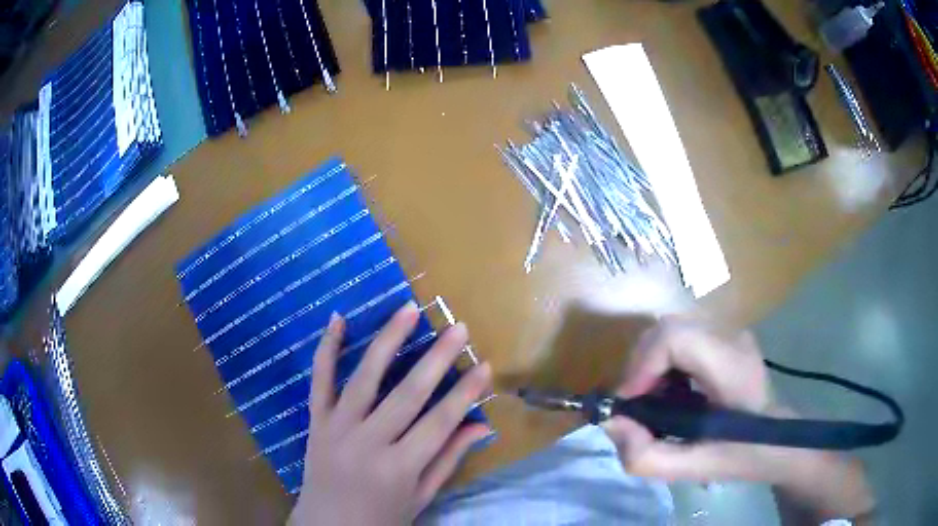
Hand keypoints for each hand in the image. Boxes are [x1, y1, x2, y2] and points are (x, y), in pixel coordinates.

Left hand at [288, 303, 493, 525]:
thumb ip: (448, 460)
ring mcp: (337, 428)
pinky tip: (339, 319)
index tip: (485, 366)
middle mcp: (368, 443)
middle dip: (437, 359)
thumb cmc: (380, 518)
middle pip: (407, 394)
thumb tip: (481, 425)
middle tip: (458, 328)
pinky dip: (327, 348)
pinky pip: (319, 380)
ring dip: (388, 340)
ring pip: (365, 378)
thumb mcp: (421, 496)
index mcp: (399, 468)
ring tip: (409, 310)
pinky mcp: (316, 421)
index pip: (439, 423)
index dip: (465, 394)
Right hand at [603, 317, 874, 521]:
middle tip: (642, 421)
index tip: (628, 406)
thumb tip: (615, 430)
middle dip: (643, 377)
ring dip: (656, 385)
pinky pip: (683, 359)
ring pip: (673, 346)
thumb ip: (661, 455)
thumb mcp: (716, 464)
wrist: (805, 446)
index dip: (641, 364)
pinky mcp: (729, 356)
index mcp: (736, 363)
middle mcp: (733, 340)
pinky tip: (680, 416)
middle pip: (667, 335)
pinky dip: (669, 386)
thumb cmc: (771, 455)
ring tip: (664, 425)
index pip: (674, 333)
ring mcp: (733, 345)